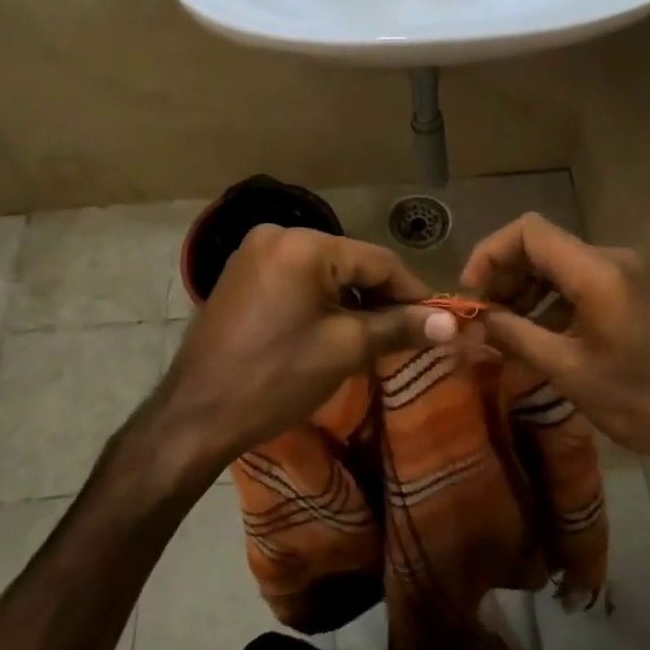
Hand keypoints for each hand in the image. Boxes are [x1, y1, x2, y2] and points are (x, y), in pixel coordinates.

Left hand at [156, 226, 453, 472]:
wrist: (196, 415)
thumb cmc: (275, 378)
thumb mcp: (345, 349)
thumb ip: (400, 327)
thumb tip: (453, 322)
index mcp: (304, 244)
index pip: (378, 260)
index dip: (413, 292)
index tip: (439, 320)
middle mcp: (277, 234)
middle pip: (350, 262)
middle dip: (381, 297)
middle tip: (408, 333)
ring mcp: (254, 253)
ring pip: (324, 271)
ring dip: (352, 300)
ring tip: (375, 336)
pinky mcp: (242, 274)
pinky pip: (298, 279)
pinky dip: (322, 300)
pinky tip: (335, 328)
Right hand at [459, 214, 649, 473]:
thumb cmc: (641, 400)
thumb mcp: (569, 372)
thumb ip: (516, 336)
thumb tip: (475, 318)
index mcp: (598, 271)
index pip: (529, 232)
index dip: (490, 254)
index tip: (471, 292)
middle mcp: (613, 259)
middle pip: (543, 245)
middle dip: (505, 274)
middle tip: (483, 316)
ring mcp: (628, 273)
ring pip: (560, 263)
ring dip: (527, 289)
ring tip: (505, 329)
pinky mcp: (635, 290)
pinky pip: (582, 280)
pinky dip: (552, 299)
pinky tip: (538, 333)